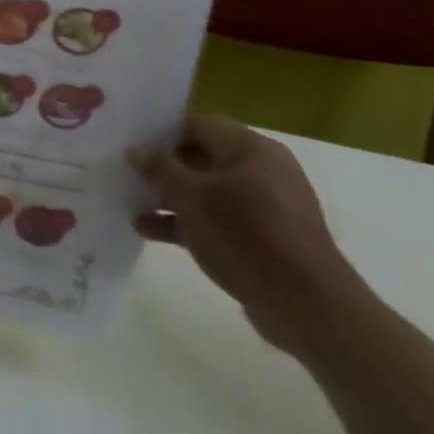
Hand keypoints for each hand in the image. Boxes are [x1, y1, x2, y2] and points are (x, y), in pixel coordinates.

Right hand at [130, 115, 362, 355]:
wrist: (308, 308)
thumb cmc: (247, 237)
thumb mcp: (192, 198)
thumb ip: (160, 169)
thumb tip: (134, 149)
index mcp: (252, 150)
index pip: (198, 125)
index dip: (161, 133)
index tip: (131, 147)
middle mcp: (261, 171)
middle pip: (200, 158)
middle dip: (162, 168)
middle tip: (125, 174)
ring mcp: (264, 207)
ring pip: (205, 191)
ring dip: (169, 197)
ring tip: (130, 204)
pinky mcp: (263, 238)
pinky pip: (216, 219)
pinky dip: (186, 222)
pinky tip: (150, 231)